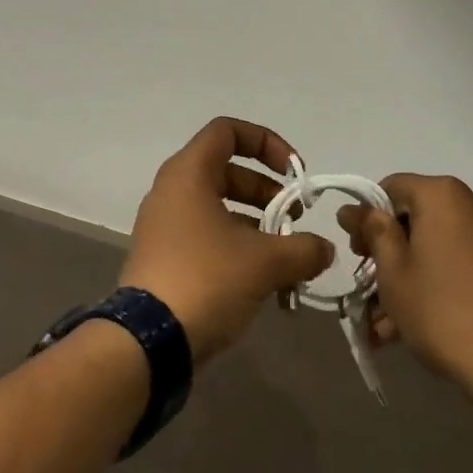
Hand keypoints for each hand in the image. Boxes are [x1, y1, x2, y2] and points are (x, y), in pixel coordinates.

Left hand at [120, 118, 335, 363]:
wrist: (148, 342)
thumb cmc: (206, 279)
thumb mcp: (265, 261)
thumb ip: (304, 248)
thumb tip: (324, 249)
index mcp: (189, 173)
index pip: (228, 131)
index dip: (267, 142)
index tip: (295, 173)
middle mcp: (173, 190)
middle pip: (228, 171)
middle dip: (269, 192)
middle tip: (296, 219)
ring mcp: (165, 225)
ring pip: (220, 208)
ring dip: (258, 225)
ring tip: (289, 258)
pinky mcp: (165, 257)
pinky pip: (208, 237)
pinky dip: (239, 248)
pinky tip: (267, 282)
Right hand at [340, 175, 472, 423]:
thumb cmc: (447, 313)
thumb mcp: (394, 273)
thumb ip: (373, 233)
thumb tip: (356, 209)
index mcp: (444, 195)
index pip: (390, 189)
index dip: (366, 219)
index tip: (355, 255)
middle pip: (416, 220)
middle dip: (388, 255)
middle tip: (368, 292)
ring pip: (440, 248)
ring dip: (411, 278)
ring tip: (387, 326)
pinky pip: (465, 265)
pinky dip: (441, 285)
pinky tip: (419, 327)